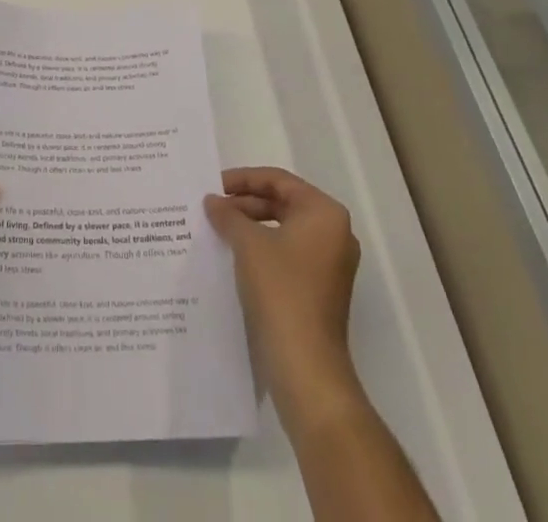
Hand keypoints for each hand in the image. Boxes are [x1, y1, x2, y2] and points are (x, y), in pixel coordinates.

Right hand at [205, 167, 362, 421]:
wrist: (306, 367)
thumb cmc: (281, 290)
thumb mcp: (248, 243)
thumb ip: (228, 215)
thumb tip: (213, 201)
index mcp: (324, 213)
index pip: (278, 180)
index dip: (243, 179)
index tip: (214, 185)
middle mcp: (334, 233)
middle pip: (283, 203)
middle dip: (246, 204)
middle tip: (214, 207)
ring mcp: (331, 264)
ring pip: (284, 229)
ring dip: (251, 226)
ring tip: (219, 230)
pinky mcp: (321, 289)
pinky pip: (288, 254)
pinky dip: (262, 249)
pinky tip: (235, 256)